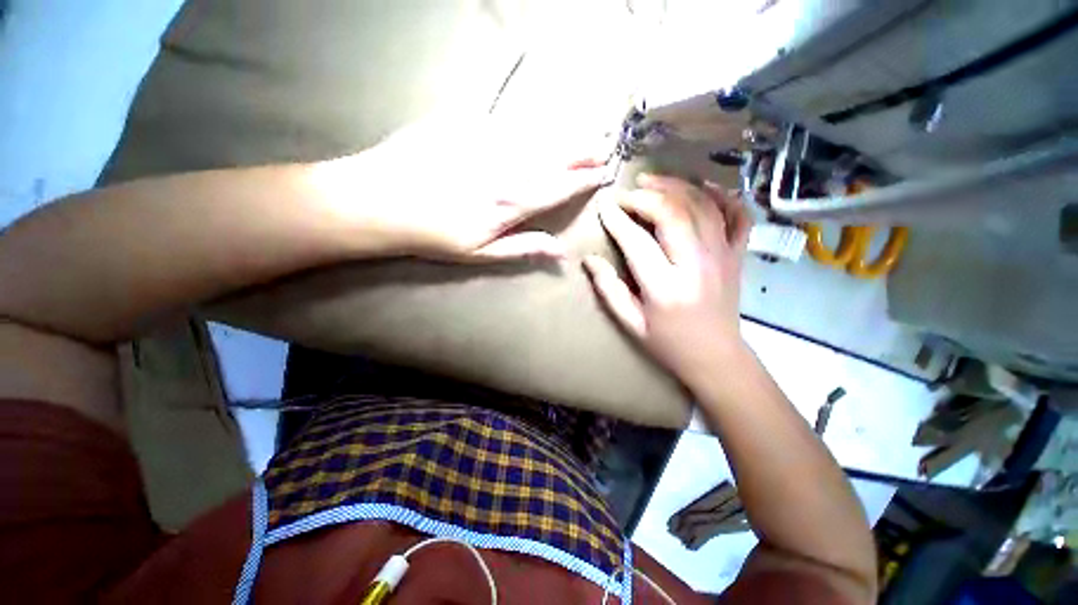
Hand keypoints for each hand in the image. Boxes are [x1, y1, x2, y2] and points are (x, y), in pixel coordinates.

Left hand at [314, 117, 609, 261]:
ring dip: (564, 135)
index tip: (603, 173)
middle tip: (603, 146)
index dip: (584, 180)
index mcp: (511, 202)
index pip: (560, 187)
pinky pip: (507, 120)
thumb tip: (560, 252)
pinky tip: (538, 126)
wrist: (380, 200)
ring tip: (584, 133)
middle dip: (583, 151)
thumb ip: (523, 248)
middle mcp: (506, 167)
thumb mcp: (480, 253)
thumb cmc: (433, 235)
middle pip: (554, 156)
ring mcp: (486, 140)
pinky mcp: (465, 122)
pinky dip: (529, 124)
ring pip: (536, 135)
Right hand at [583, 174, 751, 385]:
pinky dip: (724, 195)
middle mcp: (696, 266)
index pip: (637, 242)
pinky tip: (704, 186)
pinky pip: (738, 216)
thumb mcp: (630, 323)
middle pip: (673, 214)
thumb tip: (589, 260)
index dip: (617, 220)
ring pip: (703, 207)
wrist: (716, 356)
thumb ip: (609, 290)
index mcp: (665, 288)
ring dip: (677, 187)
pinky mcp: (737, 255)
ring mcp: (722, 257)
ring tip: (654, 180)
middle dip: (646, 196)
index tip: (604, 206)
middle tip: (627, 192)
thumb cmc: (668, 343)